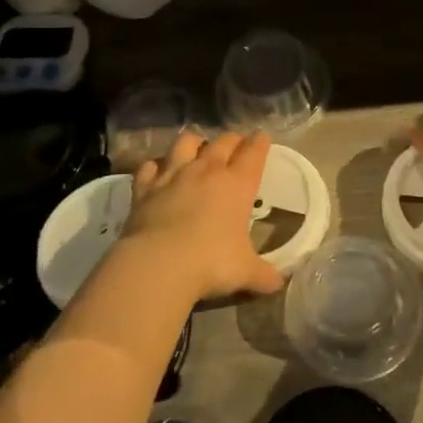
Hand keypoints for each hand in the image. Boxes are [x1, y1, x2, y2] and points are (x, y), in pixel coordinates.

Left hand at [126, 131, 284, 302]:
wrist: (158, 265)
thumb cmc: (211, 263)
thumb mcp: (245, 272)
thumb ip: (263, 275)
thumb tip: (277, 285)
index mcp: (238, 184)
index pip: (254, 152)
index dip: (260, 142)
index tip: (262, 137)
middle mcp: (207, 171)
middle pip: (223, 141)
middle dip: (233, 140)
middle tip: (236, 144)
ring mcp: (174, 175)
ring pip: (186, 142)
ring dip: (194, 143)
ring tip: (197, 149)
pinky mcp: (145, 187)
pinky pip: (150, 166)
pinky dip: (155, 166)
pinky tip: (157, 172)